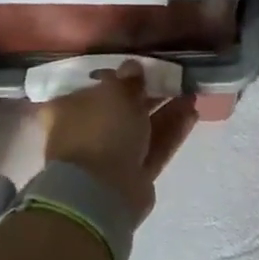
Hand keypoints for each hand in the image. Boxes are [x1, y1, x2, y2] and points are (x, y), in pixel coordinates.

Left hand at [40, 61, 198, 222]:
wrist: (102, 192)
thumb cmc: (99, 131)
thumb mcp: (115, 93)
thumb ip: (127, 79)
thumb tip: (132, 67)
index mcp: (66, 110)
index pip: (90, 86)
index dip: (115, 76)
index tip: (139, 67)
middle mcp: (84, 132)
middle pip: (119, 108)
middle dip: (148, 95)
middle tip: (173, 79)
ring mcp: (108, 156)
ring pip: (141, 128)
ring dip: (165, 112)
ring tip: (191, 94)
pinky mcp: (132, 175)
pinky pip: (154, 148)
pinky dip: (171, 132)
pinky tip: (192, 114)